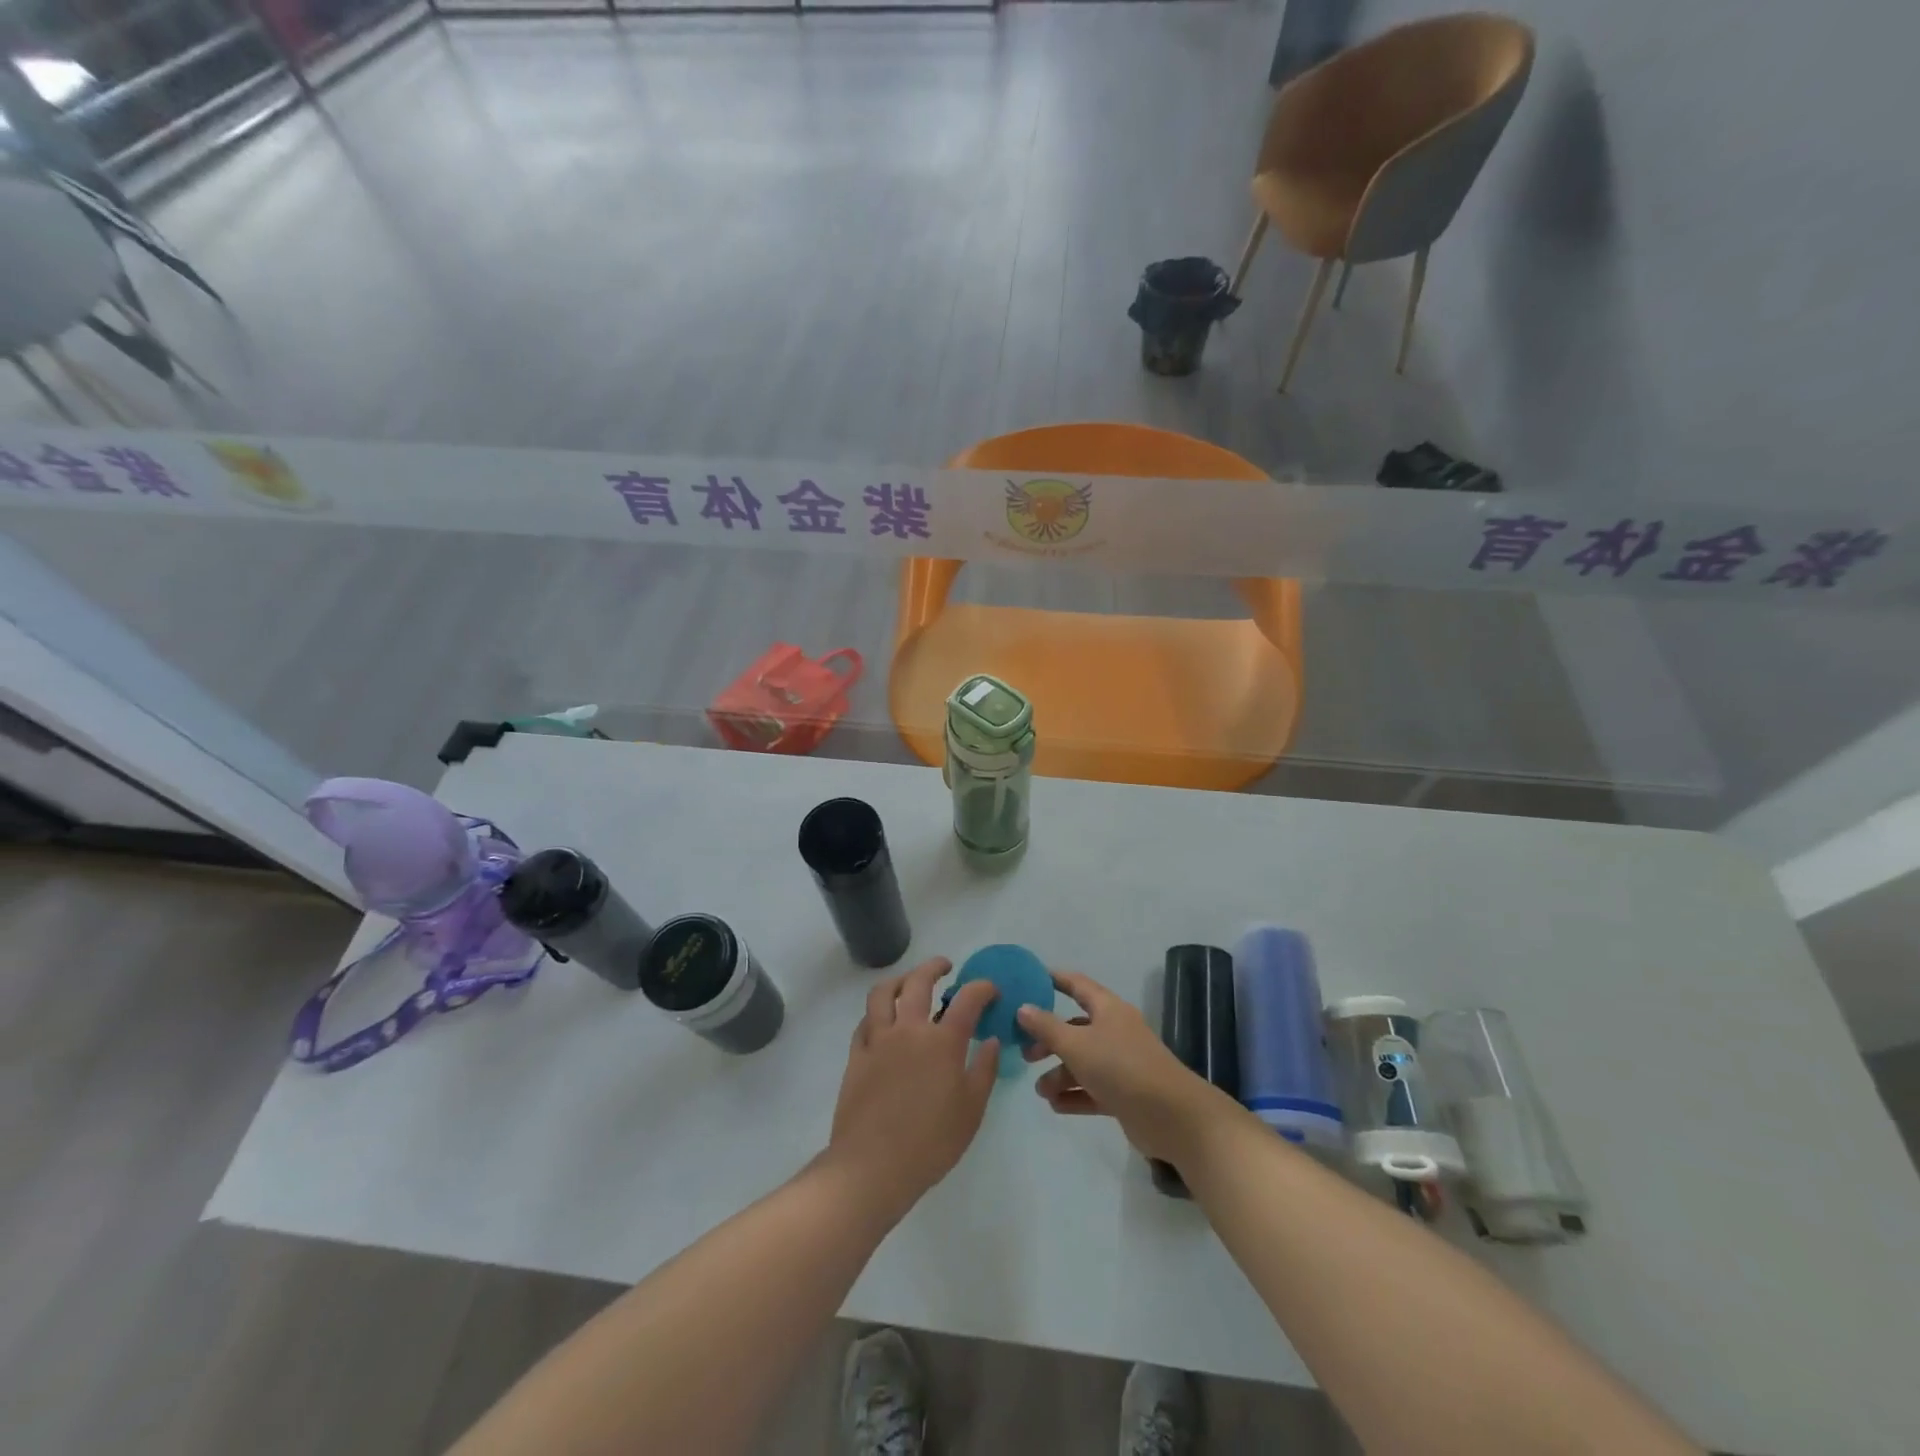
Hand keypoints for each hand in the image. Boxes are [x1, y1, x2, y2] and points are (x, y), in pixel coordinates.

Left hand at [825, 957, 1000, 1222]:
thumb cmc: (931, 1143)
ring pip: (884, 992)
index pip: (968, 999)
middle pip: (919, 981)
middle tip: (946, 967)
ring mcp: (878, 1039)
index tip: (991, 990)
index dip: (982, 988)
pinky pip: (865, 1021)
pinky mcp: (856, 1055)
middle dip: (935, 967)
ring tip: (909, 983)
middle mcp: (909, 1029)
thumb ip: (984, 1070)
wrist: (872, 1167)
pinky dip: (877, 1012)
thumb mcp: (971, 1110)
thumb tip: (991, 1040)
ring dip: (900, 980)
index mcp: (943, 1041)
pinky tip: (884, 1021)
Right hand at [1016, 970, 1227, 1164]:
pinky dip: (1074, 1095)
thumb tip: (1022, 1007)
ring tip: (1041, 1091)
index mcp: (1108, 1009)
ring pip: (1083, 1062)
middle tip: (1025, 1053)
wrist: (1172, 1117)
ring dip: (1060, 1074)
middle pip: (1076, 1028)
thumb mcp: (1077, 1044)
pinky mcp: (1125, 1094)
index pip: (1078, 985)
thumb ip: (1047, 1027)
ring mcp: (1122, 1064)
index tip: (1030, 980)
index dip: (1055, 980)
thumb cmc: (1121, 1067)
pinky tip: (1055, 1106)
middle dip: (1049, 1039)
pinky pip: (1093, 1089)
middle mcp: (1115, 1032)